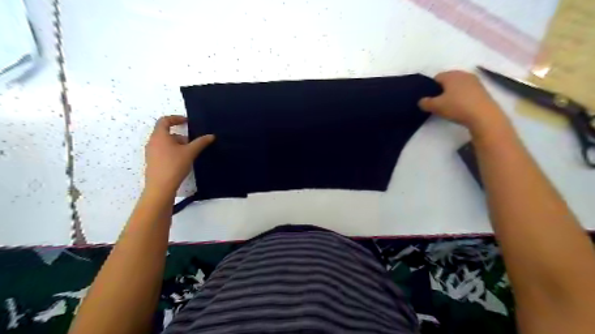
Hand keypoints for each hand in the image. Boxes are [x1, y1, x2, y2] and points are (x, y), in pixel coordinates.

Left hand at [144, 116, 213, 196]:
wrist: (160, 187)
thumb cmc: (174, 165)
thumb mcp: (190, 152)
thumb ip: (201, 142)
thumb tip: (211, 136)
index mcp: (159, 136)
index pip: (164, 120)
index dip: (176, 118)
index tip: (187, 122)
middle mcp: (152, 142)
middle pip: (165, 132)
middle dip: (180, 135)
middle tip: (191, 142)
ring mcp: (150, 152)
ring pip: (164, 143)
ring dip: (177, 144)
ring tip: (188, 153)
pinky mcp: (152, 162)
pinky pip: (162, 151)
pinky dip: (172, 151)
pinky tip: (181, 161)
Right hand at [417, 71, 505, 132]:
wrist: (483, 115)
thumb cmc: (457, 107)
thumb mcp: (435, 107)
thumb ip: (425, 102)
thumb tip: (421, 100)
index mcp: (451, 75)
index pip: (436, 77)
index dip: (430, 87)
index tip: (429, 99)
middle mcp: (463, 74)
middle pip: (448, 80)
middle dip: (442, 89)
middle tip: (438, 102)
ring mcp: (475, 81)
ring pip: (458, 85)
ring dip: (453, 93)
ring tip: (449, 105)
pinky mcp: (482, 90)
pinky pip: (467, 90)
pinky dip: (462, 96)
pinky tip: (461, 107)